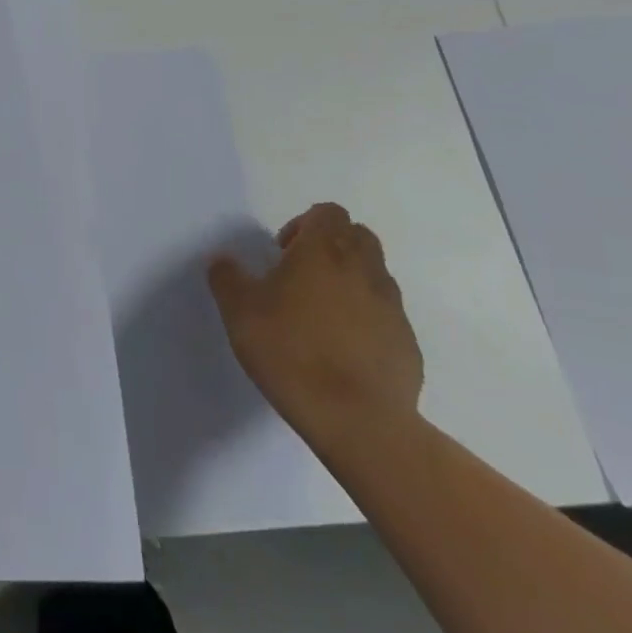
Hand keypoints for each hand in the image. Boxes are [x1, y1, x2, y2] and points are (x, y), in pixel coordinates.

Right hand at [208, 203, 422, 453]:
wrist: (358, 420)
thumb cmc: (291, 352)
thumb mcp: (238, 312)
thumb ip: (227, 277)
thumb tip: (223, 261)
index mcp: (323, 251)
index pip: (327, 212)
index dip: (303, 224)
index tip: (282, 253)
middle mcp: (364, 269)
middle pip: (357, 235)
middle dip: (331, 247)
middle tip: (301, 277)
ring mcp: (392, 307)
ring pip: (374, 274)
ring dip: (350, 282)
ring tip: (320, 316)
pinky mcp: (408, 343)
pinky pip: (385, 315)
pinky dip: (366, 319)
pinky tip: (342, 350)